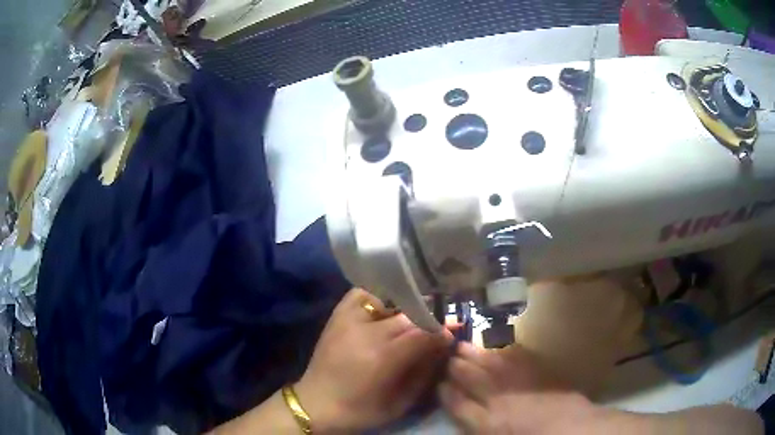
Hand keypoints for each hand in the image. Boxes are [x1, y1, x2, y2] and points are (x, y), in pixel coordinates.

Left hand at [295, 288, 452, 432]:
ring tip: (412, 318)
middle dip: (427, 319)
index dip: (441, 332)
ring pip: (389, 299)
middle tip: (435, 328)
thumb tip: (444, 344)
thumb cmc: (362, 410)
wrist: (317, 404)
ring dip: (405, 308)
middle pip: (408, 314)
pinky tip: (385, 309)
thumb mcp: (401, 401)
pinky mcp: (337, 315)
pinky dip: (379, 297)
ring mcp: (348, 319)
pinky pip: (363, 294)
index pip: (423, 333)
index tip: (450, 335)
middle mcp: (365, 332)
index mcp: (382, 358)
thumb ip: (426, 371)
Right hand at [440, 342, 597, 433]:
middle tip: (447, 357)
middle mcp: (498, 399)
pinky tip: (498, 347)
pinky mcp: (537, 370)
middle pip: (470, 377)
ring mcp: (519, 382)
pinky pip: (516, 356)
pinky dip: (504, 350)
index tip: (439, 383)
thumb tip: (463, 411)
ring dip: (474, 353)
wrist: (570, 429)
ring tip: (462, 345)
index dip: (445, 391)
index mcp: (486, 422)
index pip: (456, 403)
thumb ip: (478, 425)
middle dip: (455, 366)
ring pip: (489, 363)